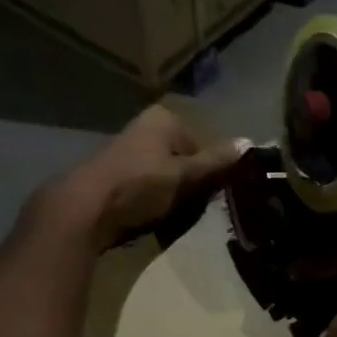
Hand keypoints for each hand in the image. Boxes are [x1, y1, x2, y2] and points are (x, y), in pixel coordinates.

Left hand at [53, 106, 242, 248]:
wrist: (85, 209)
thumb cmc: (140, 186)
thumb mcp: (185, 175)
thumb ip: (217, 162)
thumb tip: (250, 142)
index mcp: (164, 119)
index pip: (202, 147)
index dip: (208, 173)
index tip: (206, 196)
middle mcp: (145, 127)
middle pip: (183, 161)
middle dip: (188, 185)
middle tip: (188, 208)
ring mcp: (127, 149)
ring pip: (165, 176)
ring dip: (170, 196)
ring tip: (166, 216)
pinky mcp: (114, 173)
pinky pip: (146, 187)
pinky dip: (150, 201)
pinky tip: (147, 217)